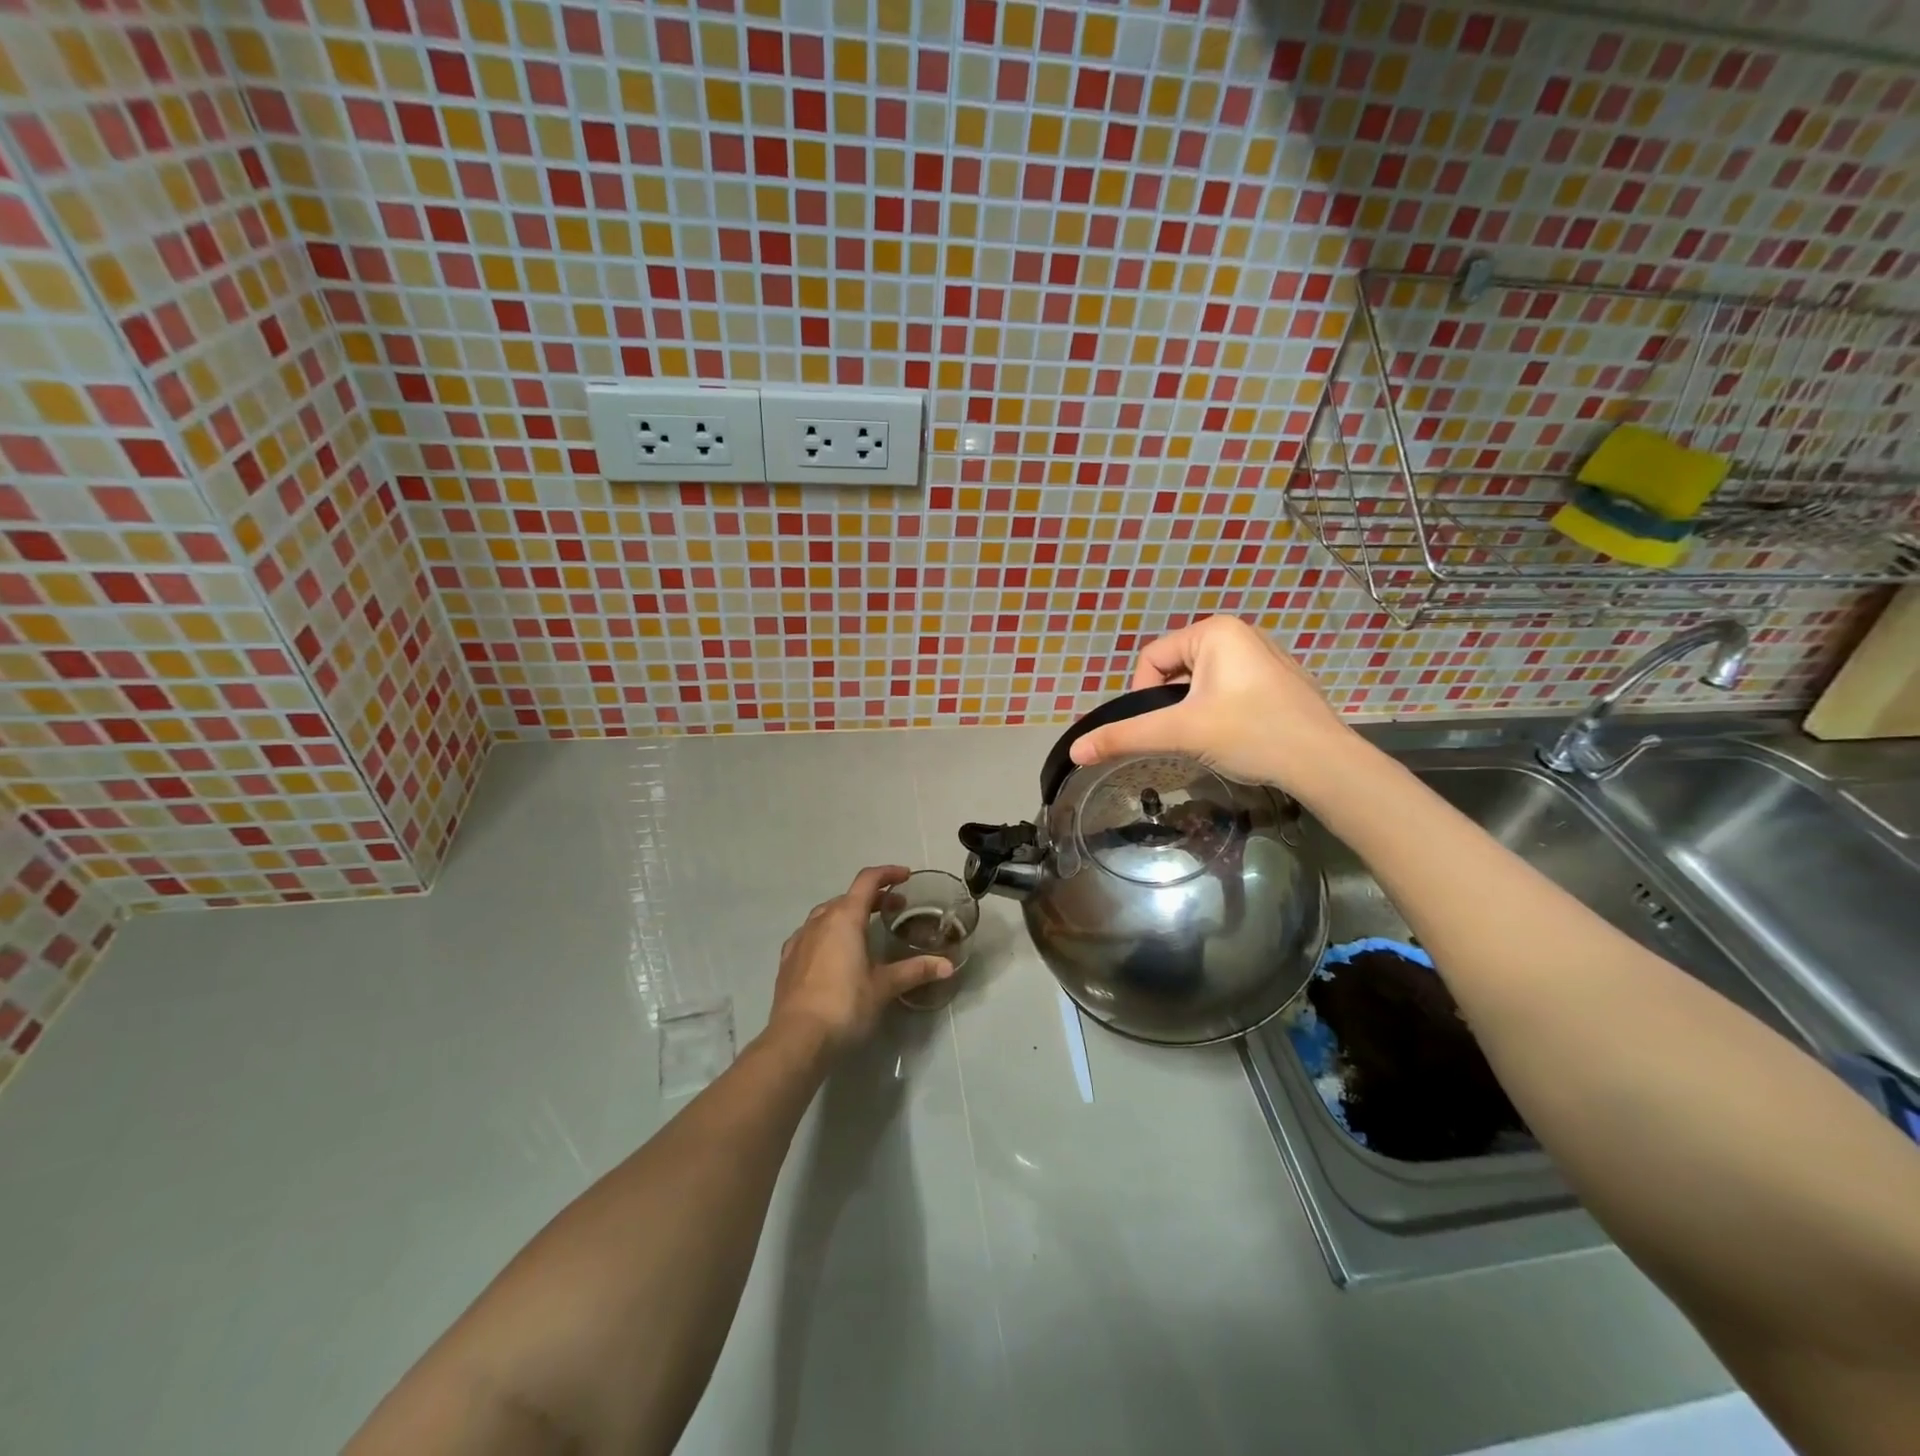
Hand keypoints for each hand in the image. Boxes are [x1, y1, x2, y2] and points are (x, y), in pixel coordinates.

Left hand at [768, 865, 953, 1057]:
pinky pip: (810, 934)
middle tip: (894, 908)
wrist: (797, 1039)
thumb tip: (948, 966)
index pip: (868, 881)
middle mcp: (820, 920)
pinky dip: (827, 932)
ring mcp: (800, 939)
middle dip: (872, 897)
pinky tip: (833, 950)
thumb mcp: (884, 986)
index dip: (888, 874)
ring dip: (848, 913)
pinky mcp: (788, 960)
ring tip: (864, 929)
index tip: (905, 876)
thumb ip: (915, 971)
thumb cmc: (846, 1004)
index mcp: (845, 917)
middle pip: (848, 896)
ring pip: (827, 914)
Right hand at [1067, 615, 1356, 797]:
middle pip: (1177, 668)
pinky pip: (1230, 688)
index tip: (1160, 727)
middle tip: (1186, 735)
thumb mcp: (1180, 733)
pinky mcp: (1280, 679)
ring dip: (1195, 709)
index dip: (1143, 695)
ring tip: (1211, 737)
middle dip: (1173, 703)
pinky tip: (1237, 735)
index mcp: (1215, 631)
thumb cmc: (1250, 734)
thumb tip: (1075, 751)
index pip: (1152, 658)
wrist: (1323, 763)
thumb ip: (1125, 737)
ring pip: (1203, 682)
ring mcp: (1264, 655)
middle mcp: (1240, 632)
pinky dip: (1222, 710)